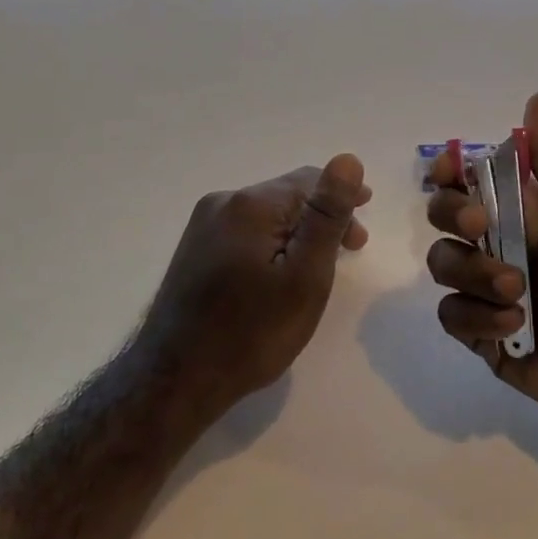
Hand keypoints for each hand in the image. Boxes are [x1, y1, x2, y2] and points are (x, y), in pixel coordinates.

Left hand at [144, 154, 371, 413]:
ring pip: (266, 215)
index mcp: (250, 203)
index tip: (363, 229)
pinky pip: (245, 232)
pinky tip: (280, 270)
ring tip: (319, 262)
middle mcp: (222, 202)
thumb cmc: (252, 332)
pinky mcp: (194, 250)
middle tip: (351, 249)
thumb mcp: (305, 276)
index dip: (343, 200)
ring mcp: (202, 226)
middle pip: (286, 196)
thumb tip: (348, 159)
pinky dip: (272, 243)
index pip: (309, 180)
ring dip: (297, 230)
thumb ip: (327, 216)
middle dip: (321, 217)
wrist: (175, 379)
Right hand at [425, 93, 537, 433]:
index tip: (447, 173)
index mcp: (528, 212)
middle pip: (446, 217)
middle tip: (481, 226)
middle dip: (453, 214)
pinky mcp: (489, 340)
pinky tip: (515, 326)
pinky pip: (454, 317)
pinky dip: (477, 319)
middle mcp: (505, 247)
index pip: (471, 181)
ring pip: (444, 265)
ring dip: (472, 272)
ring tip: (518, 290)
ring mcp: (494, 294)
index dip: (450, 173)